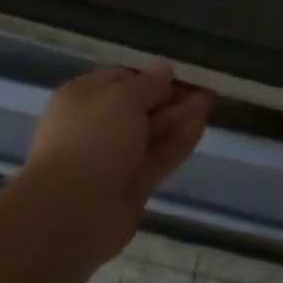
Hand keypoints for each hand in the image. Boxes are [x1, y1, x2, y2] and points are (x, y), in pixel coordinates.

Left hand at [19, 63, 213, 267]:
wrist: (72, 213)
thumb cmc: (92, 138)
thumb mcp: (123, 97)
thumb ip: (149, 83)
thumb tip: (163, 69)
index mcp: (83, 98)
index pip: (122, 78)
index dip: (153, 75)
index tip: (183, 73)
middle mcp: (96, 126)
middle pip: (140, 106)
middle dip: (172, 97)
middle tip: (205, 88)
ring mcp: (114, 159)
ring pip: (152, 132)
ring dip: (180, 117)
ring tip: (210, 102)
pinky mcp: (131, 187)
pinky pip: (158, 158)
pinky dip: (178, 143)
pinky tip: (201, 127)